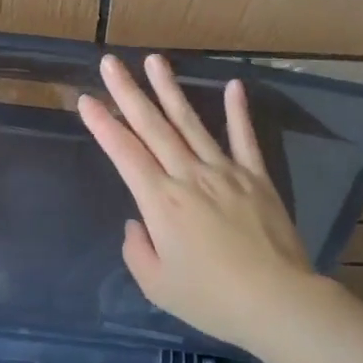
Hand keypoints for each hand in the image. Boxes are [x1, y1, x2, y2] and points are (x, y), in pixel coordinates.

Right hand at [78, 53, 319, 350]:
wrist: (276, 302)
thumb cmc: (210, 299)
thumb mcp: (156, 285)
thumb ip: (137, 249)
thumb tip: (137, 222)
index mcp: (161, 202)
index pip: (125, 153)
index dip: (103, 125)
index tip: (86, 100)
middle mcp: (189, 176)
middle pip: (153, 127)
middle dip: (128, 93)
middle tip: (111, 63)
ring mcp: (226, 172)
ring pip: (192, 123)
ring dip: (171, 90)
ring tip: (155, 60)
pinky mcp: (257, 178)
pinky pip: (245, 139)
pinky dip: (238, 112)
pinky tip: (233, 86)